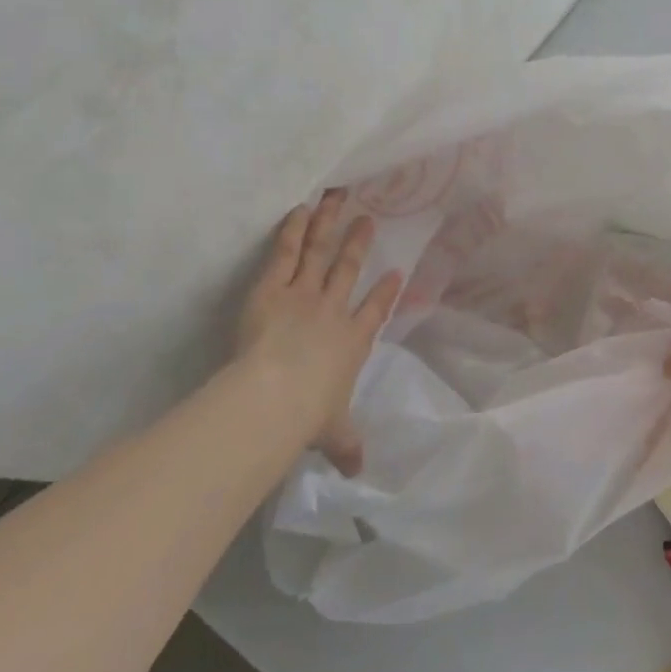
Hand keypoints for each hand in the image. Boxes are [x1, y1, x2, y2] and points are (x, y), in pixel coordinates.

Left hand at [234, 189, 403, 476]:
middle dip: (359, 243)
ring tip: (338, 197)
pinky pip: (287, 251)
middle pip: (349, 269)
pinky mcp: (275, 286)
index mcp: (353, 341)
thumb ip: (347, 447)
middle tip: (368, 218)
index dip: (386, 292)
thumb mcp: (333, 433)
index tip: (395, 274)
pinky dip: (295, 229)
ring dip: (331, 223)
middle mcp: (334, 310)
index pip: (375, 311)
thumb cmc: (309, 415)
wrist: (276, 395)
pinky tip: (301, 208)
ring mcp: (306, 293)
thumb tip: (360, 474)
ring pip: (322, 251)